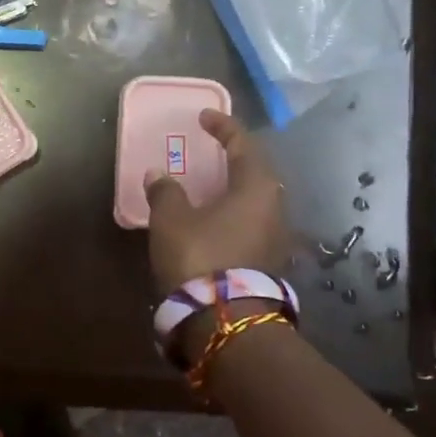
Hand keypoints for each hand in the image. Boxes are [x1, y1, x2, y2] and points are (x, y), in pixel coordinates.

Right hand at [145, 109, 287, 293]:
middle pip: (256, 172)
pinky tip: (214, 219)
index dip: (223, 127)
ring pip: (256, 200)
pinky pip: (251, 223)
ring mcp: (277, 238)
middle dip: (234, 157)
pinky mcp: (269, 262)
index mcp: (257, 187)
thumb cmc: (200, 256)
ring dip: (233, 188)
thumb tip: (158, 174)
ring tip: (210, 185)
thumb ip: (166, 191)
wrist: (224, 319)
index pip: (243, 144)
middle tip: (212, 149)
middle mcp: (275, 208)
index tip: (204, 117)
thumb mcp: (172, 219)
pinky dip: (233, 213)